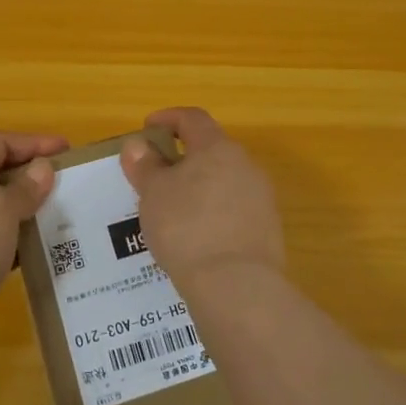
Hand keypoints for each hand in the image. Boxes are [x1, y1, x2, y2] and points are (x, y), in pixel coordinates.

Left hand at [0, 131, 67, 347]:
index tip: (67, 150)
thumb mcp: (2, 208)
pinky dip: (12, 238)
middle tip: (65, 183)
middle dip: (29, 176)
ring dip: (23, 209)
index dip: (33, 143)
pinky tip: (36, 247)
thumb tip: (42, 169)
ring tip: (57, 214)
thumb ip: (26, 187)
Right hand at [121, 108, 283, 282]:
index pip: (193, 118)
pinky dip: (212, 213)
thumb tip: (138, 144)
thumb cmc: (186, 228)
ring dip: (199, 188)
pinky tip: (195, 236)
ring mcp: (261, 197)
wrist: (236, 286)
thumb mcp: (154, 194)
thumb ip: (145, 165)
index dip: (168, 118)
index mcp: (217, 148)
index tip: (147, 128)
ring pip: (224, 181)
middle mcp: (245, 165)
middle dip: (182, 158)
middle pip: (211, 150)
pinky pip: (233, 209)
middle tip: (156, 176)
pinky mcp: (267, 229)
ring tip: (172, 210)